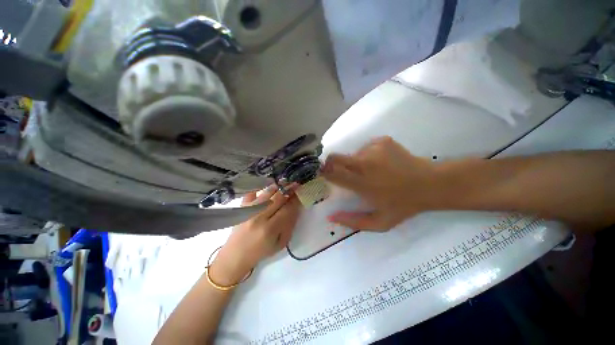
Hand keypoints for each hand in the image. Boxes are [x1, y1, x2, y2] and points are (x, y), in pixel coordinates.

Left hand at [209, 186, 301, 284]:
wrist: (235, 255)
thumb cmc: (260, 252)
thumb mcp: (280, 244)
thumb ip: (289, 225)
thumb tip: (296, 208)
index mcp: (270, 229)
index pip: (287, 209)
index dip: (295, 200)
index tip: (301, 194)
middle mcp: (259, 217)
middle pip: (278, 198)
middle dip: (289, 190)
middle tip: (296, 184)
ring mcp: (248, 210)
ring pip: (267, 193)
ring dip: (278, 187)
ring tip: (285, 183)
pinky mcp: (241, 208)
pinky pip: (252, 193)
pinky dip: (260, 189)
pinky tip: (267, 187)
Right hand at [321, 136, 441, 230]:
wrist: (430, 185)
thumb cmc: (403, 205)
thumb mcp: (378, 223)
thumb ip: (352, 222)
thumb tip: (330, 217)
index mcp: (361, 183)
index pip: (331, 173)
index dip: (324, 172)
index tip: (324, 175)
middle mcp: (364, 163)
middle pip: (335, 157)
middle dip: (331, 163)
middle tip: (339, 171)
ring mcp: (373, 149)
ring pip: (353, 154)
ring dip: (356, 162)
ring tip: (371, 171)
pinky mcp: (382, 141)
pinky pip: (367, 148)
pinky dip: (369, 155)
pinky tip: (382, 163)